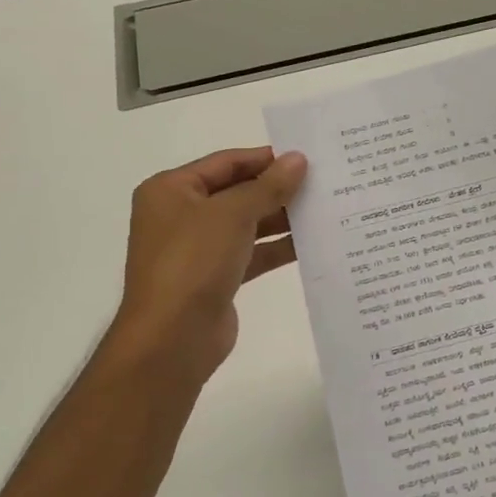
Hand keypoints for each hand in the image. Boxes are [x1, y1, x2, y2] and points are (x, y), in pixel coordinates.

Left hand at [106, 147, 307, 387]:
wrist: (172, 338)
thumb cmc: (194, 261)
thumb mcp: (233, 213)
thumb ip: (269, 186)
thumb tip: (298, 159)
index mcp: (171, 190)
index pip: (226, 162)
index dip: (265, 159)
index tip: (306, 158)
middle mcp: (181, 215)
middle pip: (237, 191)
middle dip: (276, 189)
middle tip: (322, 183)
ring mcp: (198, 249)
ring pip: (246, 224)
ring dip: (281, 218)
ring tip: (324, 209)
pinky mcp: (215, 277)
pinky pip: (251, 253)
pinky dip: (277, 247)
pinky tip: (310, 242)